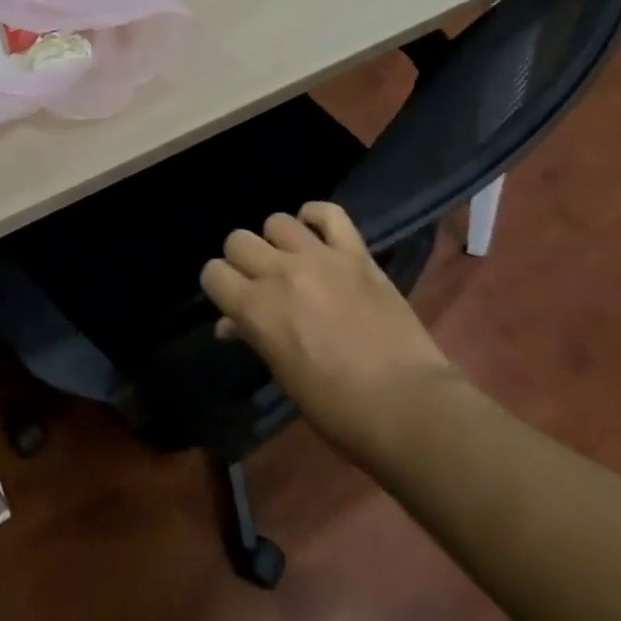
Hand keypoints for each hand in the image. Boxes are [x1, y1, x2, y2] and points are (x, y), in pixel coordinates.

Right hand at [200, 202, 454, 456]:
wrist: (407, 405)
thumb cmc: (338, 408)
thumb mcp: (284, 375)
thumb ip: (254, 337)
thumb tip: (230, 323)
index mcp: (257, 309)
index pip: (213, 273)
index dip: (219, 286)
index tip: (232, 300)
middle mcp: (280, 273)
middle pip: (238, 240)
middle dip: (242, 261)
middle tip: (260, 283)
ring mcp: (320, 257)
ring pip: (277, 221)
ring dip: (277, 242)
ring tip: (292, 262)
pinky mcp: (356, 252)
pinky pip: (328, 212)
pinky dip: (316, 217)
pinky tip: (316, 234)